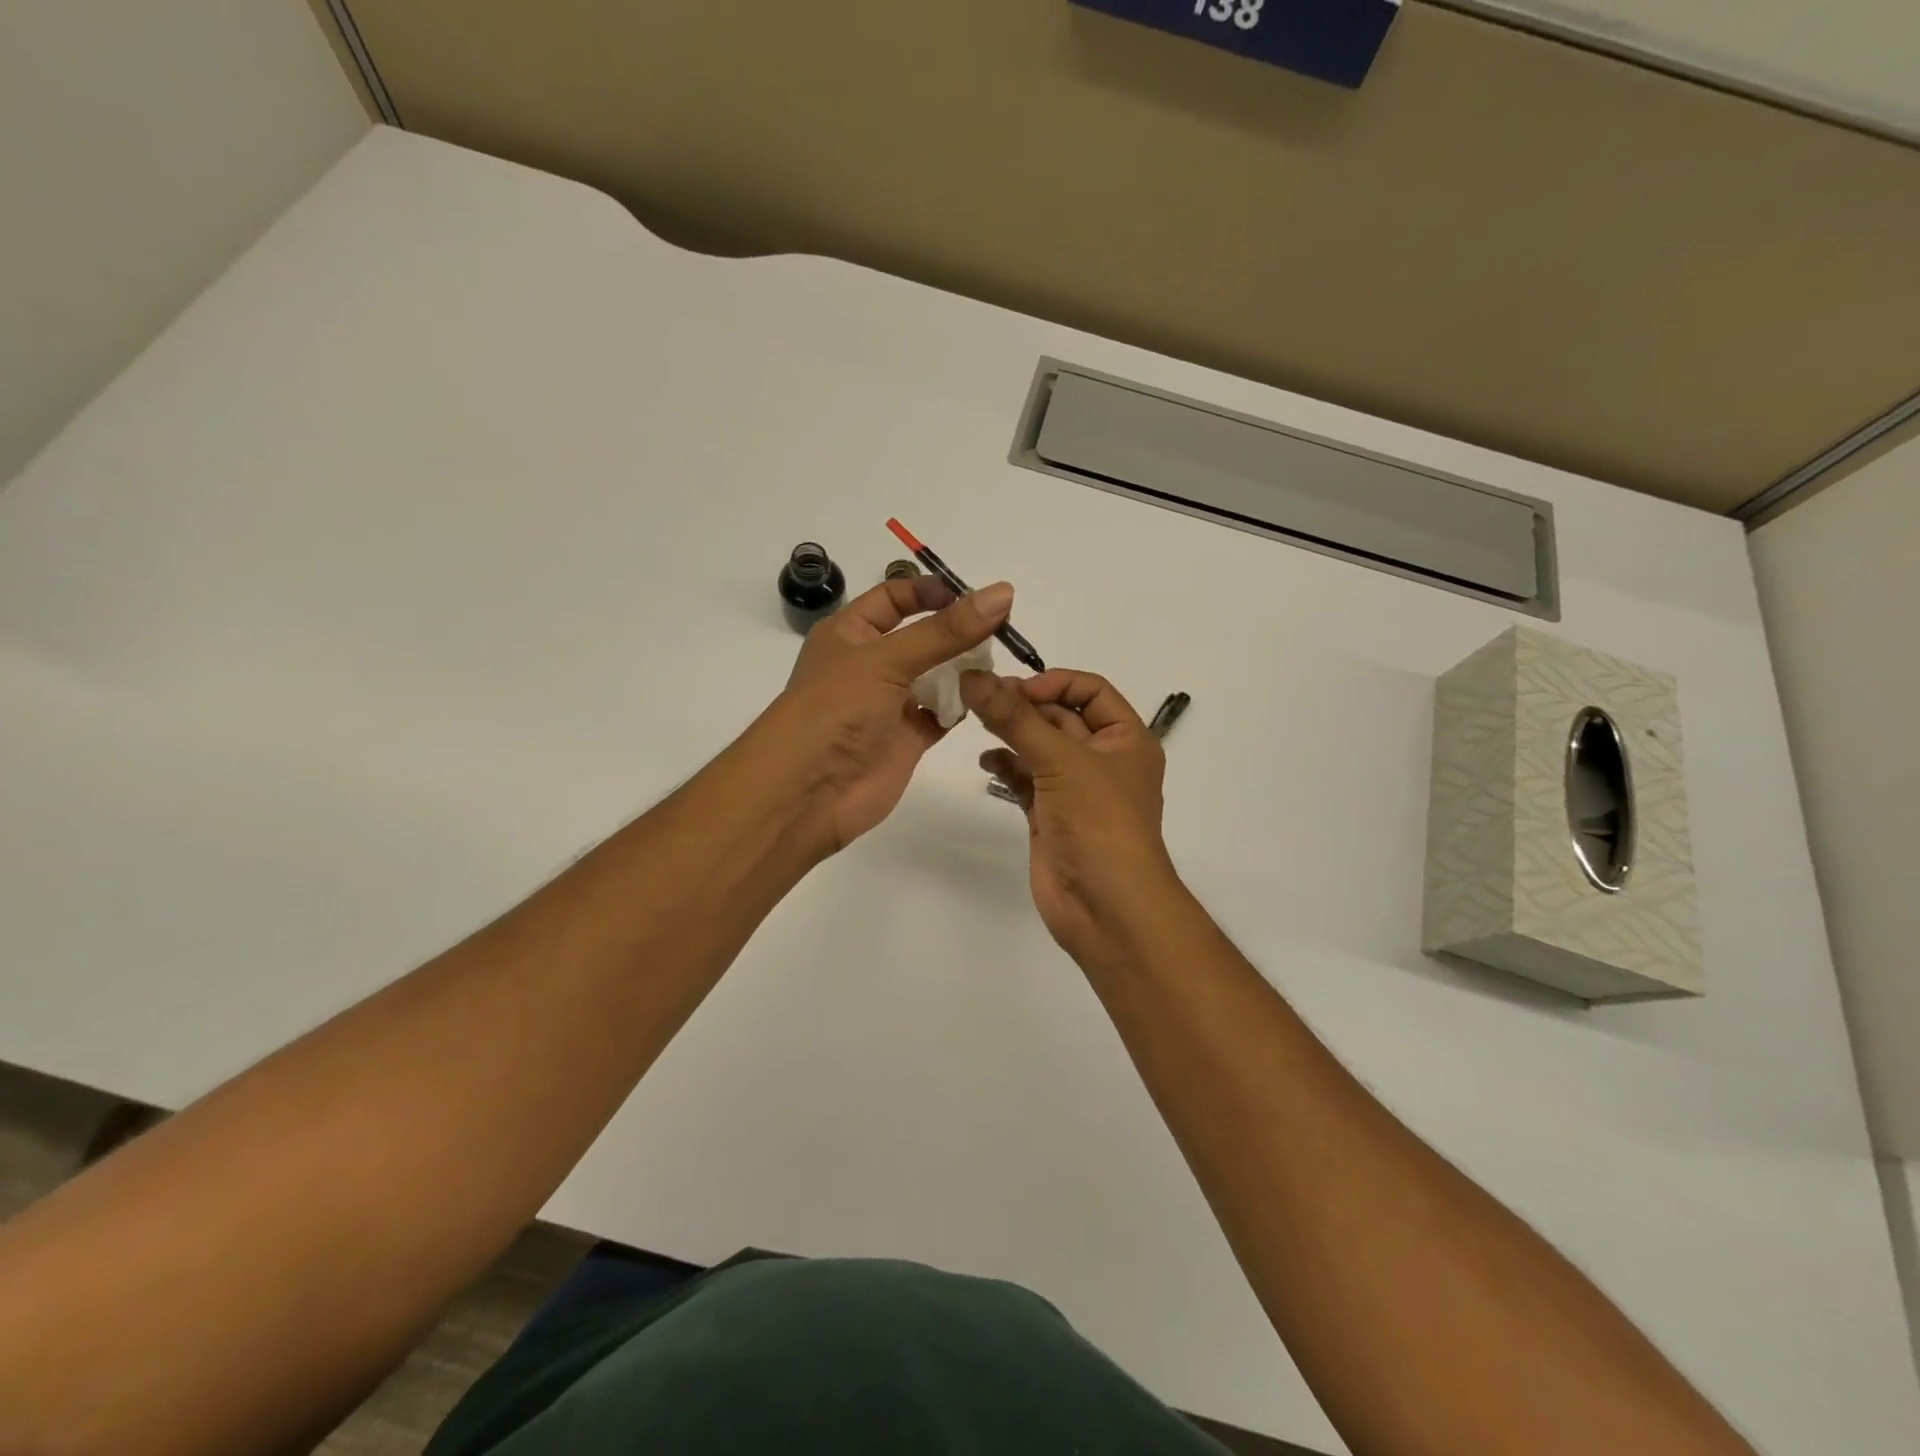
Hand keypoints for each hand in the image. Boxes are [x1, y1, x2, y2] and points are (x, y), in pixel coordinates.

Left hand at [755, 575, 1013, 857]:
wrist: (809, 791)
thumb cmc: (837, 709)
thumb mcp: (888, 659)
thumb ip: (946, 631)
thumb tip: (1002, 593)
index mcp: (850, 633)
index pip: (894, 598)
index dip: (930, 592)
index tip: (975, 598)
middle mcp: (870, 664)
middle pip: (922, 637)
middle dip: (957, 633)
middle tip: (1002, 631)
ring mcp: (889, 704)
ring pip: (936, 677)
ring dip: (964, 670)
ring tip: (999, 663)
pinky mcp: (907, 738)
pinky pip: (941, 714)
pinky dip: (963, 707)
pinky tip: (988, 698)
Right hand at [961, 669, 1178, 962]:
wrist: (1105, 907)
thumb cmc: (1099, 822)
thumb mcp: (1061, 760)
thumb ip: (1014, 718)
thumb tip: (973, 676)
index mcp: (1126, 739)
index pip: (1091, 690)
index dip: (1053, 683)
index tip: (1012, 689)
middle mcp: (1103, 759)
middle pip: (1060, 717)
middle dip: (1023, 706)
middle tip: (980, 698)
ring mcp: (1076, 789)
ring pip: (1040, 748)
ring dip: (1011, 734)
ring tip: (976, 724)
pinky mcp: (1051, 815)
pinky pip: (1026, 779)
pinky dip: (1007, 767)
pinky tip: (987, 762)